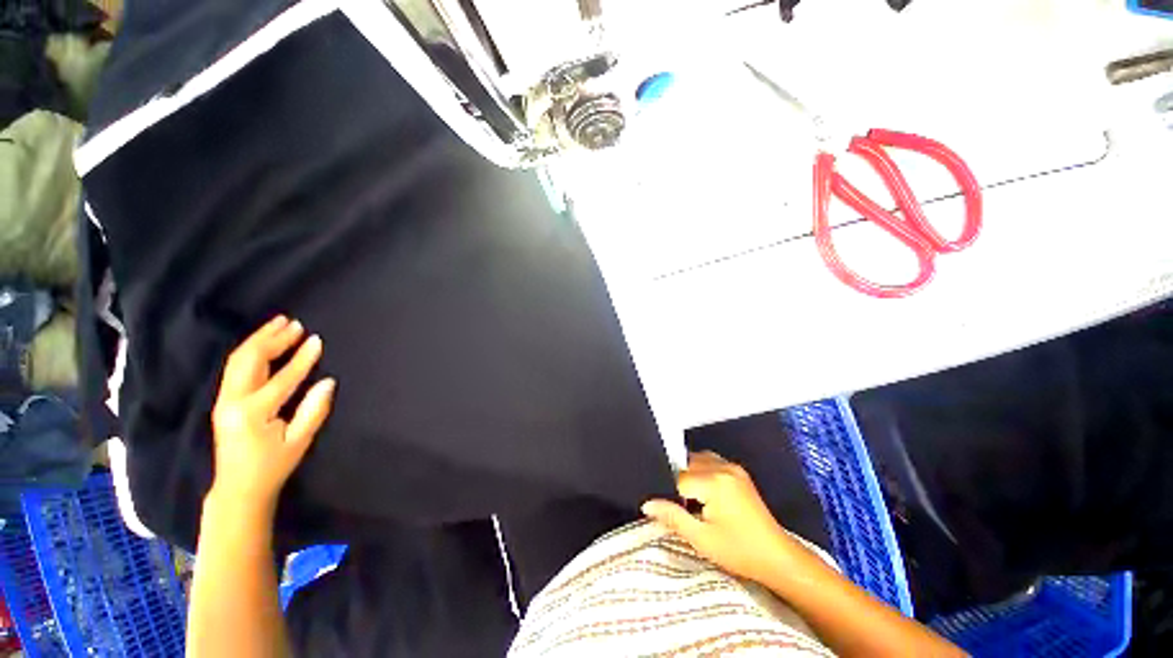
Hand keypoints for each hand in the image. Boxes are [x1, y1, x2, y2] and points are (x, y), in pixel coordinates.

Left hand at [210, 315, 335, 511]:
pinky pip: (235, 368)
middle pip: (249, 360)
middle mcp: (233, 401)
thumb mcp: (299, 441)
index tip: (317, 340)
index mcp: (252, 413)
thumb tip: (328, 382)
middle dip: (272, 339)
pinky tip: (264, 343)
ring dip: (259, 340)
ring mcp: (224, 399)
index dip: (302, 359)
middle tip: (294, 324)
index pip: (282, 378)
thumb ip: (314, 410)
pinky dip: (251, 351)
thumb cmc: (272, 466)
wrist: (237, 488)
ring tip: (280, 325)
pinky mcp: (223, 400)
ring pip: (239, 360)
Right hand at [642, 451, 799, 582]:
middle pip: (687, 464)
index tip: (674, 512)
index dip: (672, 496)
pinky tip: (705, 494)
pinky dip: (702, 472)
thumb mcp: (701, 539)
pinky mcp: (738, 472)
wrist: (778, 558)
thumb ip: (672, 517)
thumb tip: (647, 504)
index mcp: (714, 482)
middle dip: (680, 483)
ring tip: (694, 502)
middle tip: (684, 508)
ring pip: (698, 460)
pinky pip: (711, 462)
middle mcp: (723, 467)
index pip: (678, 479)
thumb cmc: (739, 552)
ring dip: (690, 475)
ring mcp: (733, 468)